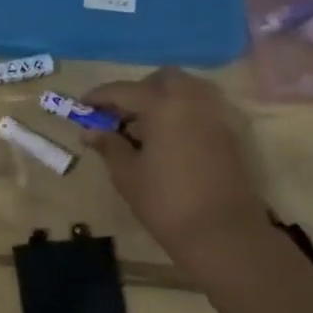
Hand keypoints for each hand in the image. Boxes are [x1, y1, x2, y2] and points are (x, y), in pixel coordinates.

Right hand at [83, 69, 269, 256]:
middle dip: (139, 90)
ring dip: (164, 99)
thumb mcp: (126, 173)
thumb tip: (91, 131)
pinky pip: (202, 110)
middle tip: (120, 115)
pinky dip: (182, 114)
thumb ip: (109, 145)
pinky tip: (168, 141)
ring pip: (188, 90)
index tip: (82, 106)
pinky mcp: (230, 135)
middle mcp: (192, 101)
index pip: (124, 90)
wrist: (222, 233)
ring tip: (145, 128)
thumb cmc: (165, 201)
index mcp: (162, 106)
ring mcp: (216, 116)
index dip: (100, 97)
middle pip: (163, 79)